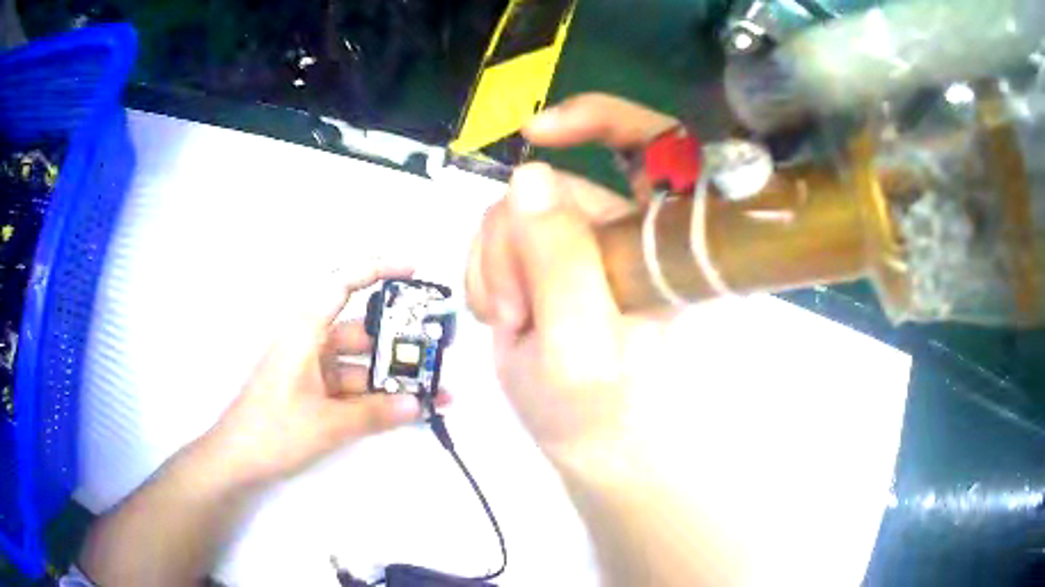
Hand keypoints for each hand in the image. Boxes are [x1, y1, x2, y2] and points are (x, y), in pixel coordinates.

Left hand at [204, 267, 447, 486]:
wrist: (238, 460)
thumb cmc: (274, 430)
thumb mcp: (327, 423)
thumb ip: (374, 413)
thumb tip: (418, 404)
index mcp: (305, 333)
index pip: (342, 286)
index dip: (377, 271)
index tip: (411, 272)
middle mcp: (310, 344)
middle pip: (361, 333)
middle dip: (398, 345)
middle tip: (437, 355)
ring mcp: (312, 370)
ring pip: (360, 364)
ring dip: (392, 378)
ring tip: (433, 393)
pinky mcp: (314, 393)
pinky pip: (351, 387)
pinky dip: (376, 397)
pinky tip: (404, 410)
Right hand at [466, 94, 678, 460]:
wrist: (587, 447)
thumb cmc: (598, 412)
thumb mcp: (577, 343)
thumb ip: (558, 261)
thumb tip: (526, 176)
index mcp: (658, 245)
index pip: (653, 148)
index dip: (602, 118)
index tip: (541, 131)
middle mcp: (623, 234)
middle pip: (551, 187)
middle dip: (513, 241)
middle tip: (513, 309)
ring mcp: (581, 247)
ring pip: (515, 212)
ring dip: (494, 263)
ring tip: (508, 321)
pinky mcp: (547, 263)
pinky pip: (498, 237)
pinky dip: (485, 272)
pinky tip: (498, 315)